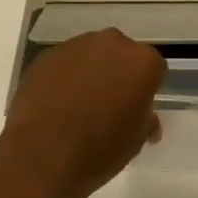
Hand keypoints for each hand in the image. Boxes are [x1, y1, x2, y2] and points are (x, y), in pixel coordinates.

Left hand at [1, 29, 165, 197]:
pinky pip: (65, 62)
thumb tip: (148, 119)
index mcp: (142, 62)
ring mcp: (77, 45)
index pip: (154, 68)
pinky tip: (56, 103)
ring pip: (91, 55)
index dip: (147, 88)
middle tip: (110, 103)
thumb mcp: (134, 143)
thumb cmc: (99, 151)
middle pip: (121, 54)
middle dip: (118, 73)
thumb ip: (145, 121)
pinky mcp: (48, 54)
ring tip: (79, 104)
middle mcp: (112, 43)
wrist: (42, 154)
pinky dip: (65, 76)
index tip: (138, 107)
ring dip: (90, 72)